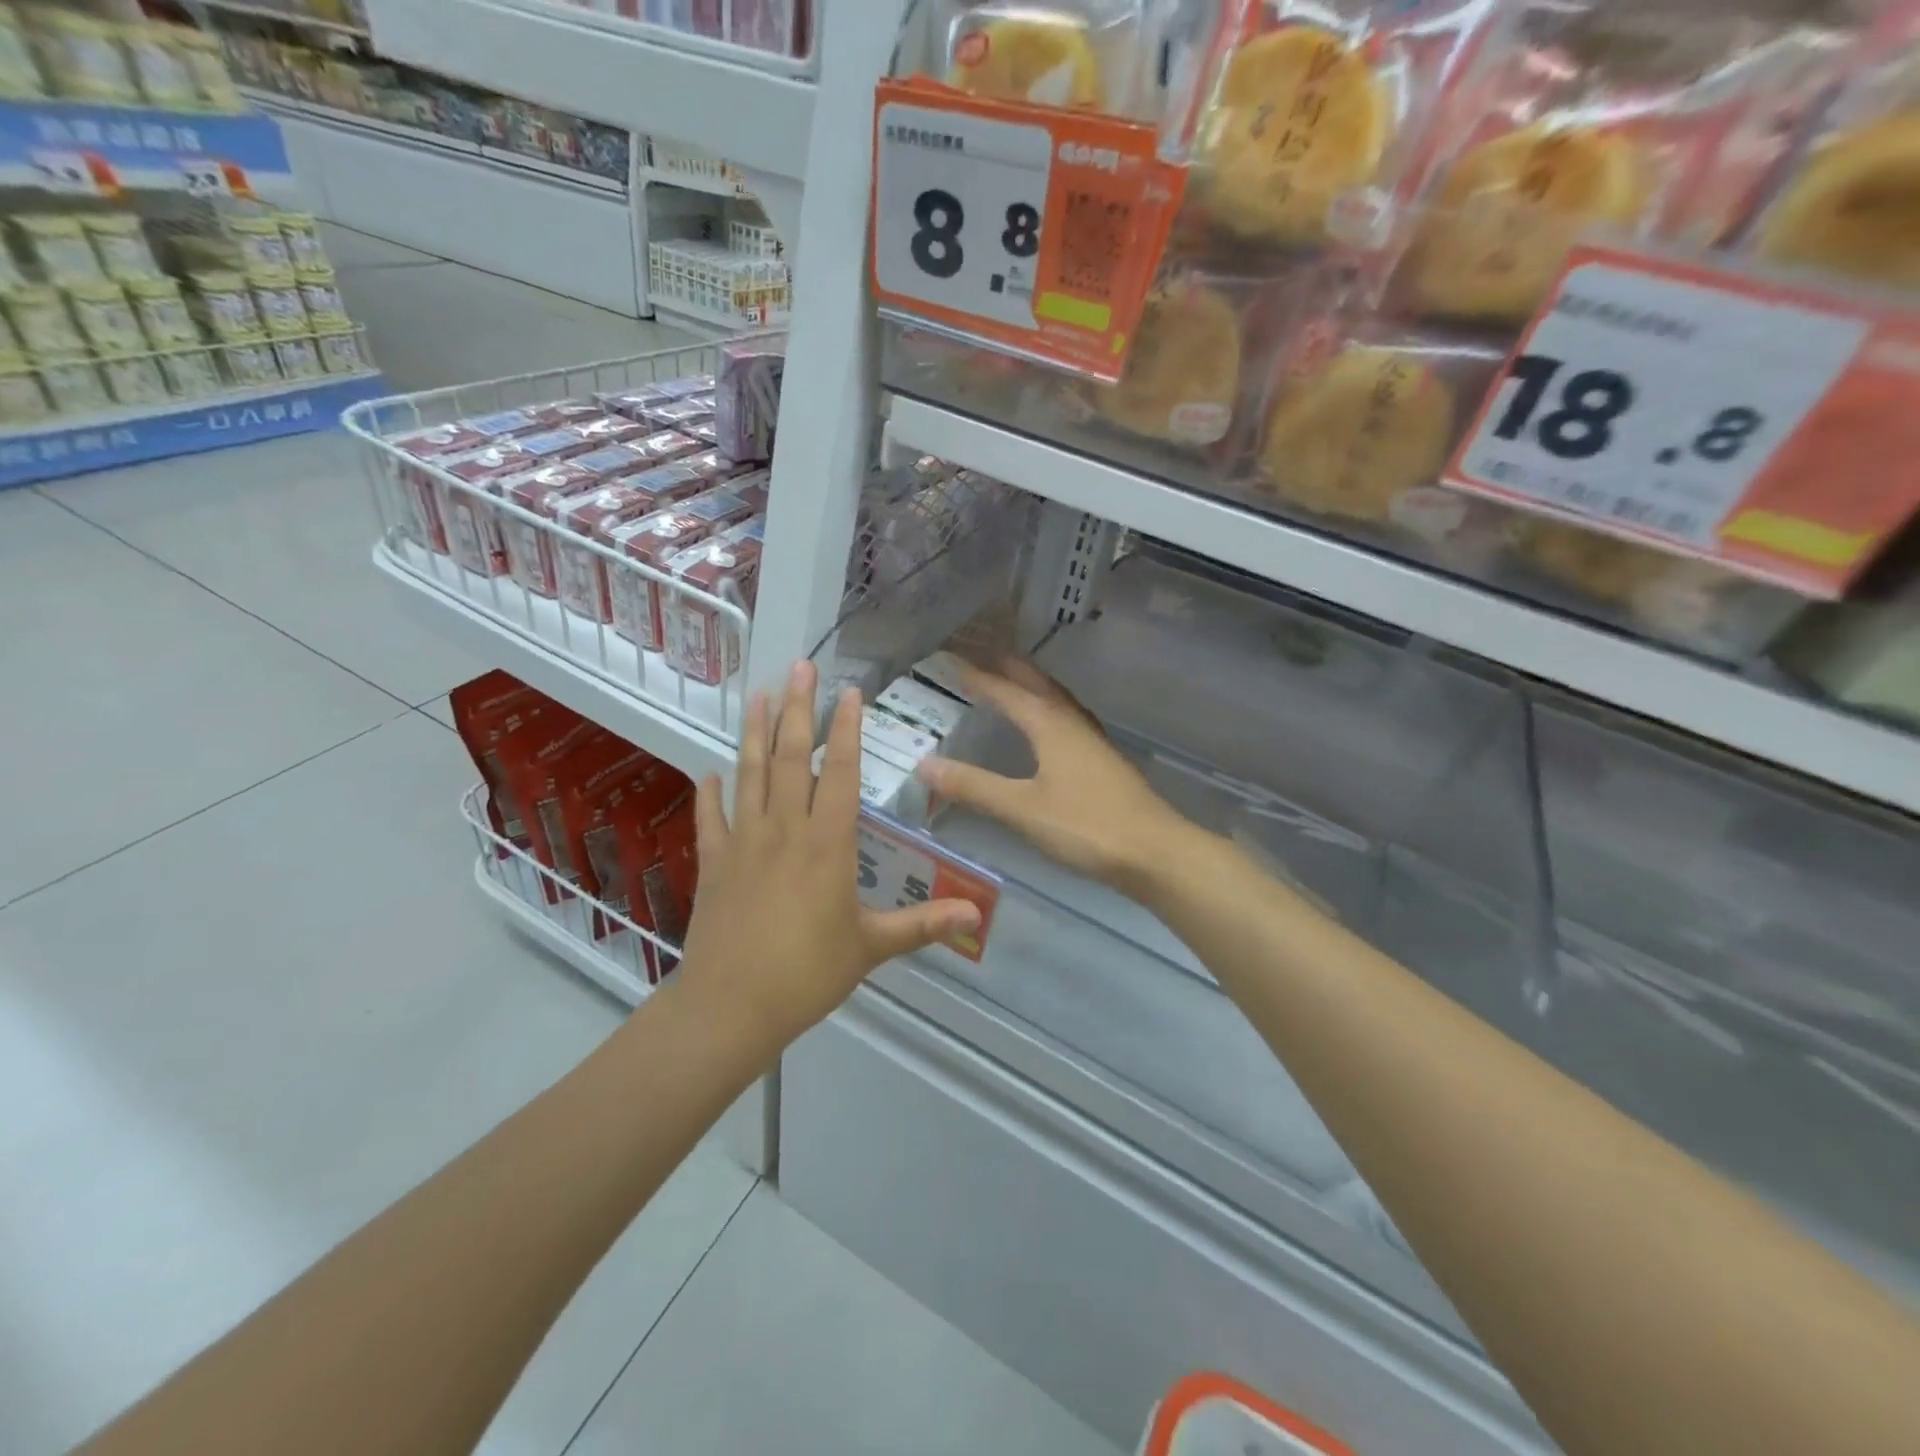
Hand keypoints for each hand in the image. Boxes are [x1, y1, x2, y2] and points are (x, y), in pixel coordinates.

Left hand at [677, 660, 982, 1054]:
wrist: (731, 1006)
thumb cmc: (808, 973)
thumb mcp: (872, 947)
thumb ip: (924, 925)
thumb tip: (977, 915)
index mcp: (828, 844)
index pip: (841, 773)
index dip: (847, 730)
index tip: (848, 692)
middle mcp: (785, 830)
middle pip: (792, 758)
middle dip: (797, 709)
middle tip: (798, 667)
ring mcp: (744, 842)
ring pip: (750, 774)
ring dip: (755, 733)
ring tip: (758, 695)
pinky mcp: (714, 863)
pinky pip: (711, 818)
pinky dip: (710, 793)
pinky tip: (710, 772)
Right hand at [915, 660, 1193, 893]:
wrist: (1155, 852)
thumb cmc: (1086, 826)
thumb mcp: (1022, 808)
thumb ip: (974, 786)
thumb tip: (925, 765)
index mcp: (1051, 725)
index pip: (1007, 691)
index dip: (978, 677)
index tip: (951, 661)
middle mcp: (1073, 724)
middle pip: (1039, 685)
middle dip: (1010, 669)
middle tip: (984, 656)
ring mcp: (1094, 742)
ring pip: (1059, 701)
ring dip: (1034, 687)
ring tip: (1015, 682)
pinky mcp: (1106, 763)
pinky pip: (1070, 721)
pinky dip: (1051, 712)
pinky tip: (1051, 731)